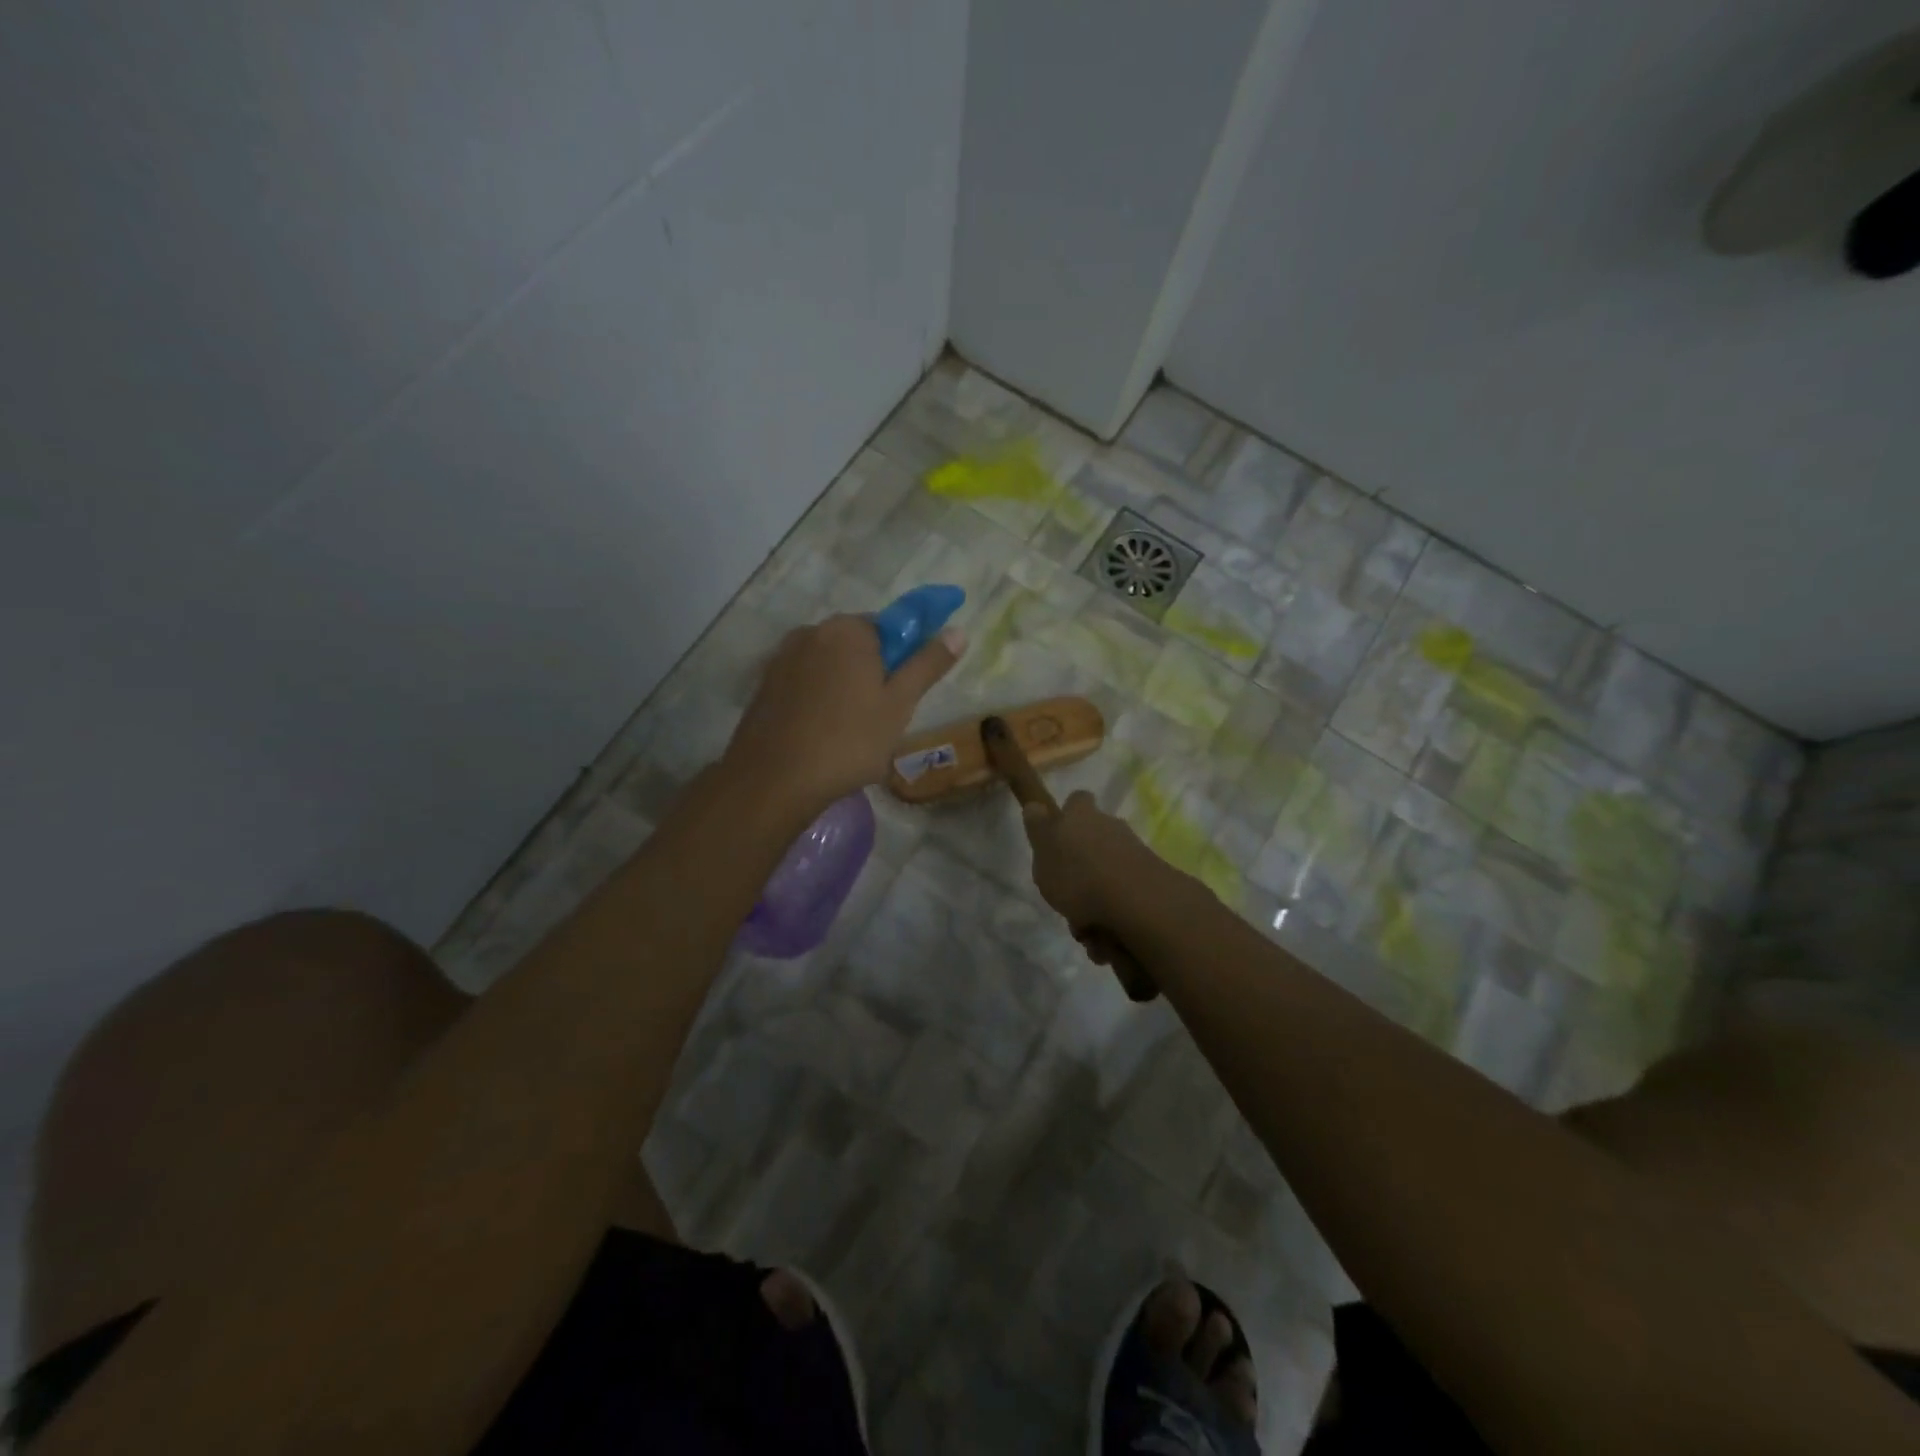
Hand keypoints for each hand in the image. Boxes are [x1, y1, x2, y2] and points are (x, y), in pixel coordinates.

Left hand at [722, 613, 963, 814]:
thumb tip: (958, 631)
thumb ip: (928, 664)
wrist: (774, 779)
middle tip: (886, 715)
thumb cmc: (848, 741)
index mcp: (849, 629)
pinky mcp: (765, 684)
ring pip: (830, 664)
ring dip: (846, 684)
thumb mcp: (899, 704)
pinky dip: (820, 697)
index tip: (908, 690)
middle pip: (858, 643)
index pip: (891, 625)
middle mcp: (813, 631)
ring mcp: (783, 657)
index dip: (906, 656)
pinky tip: (823, 730)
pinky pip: (806, 681)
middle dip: (875, 670)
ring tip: (853, 729)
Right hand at [1022, 790, 1161, 954]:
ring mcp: (1134, 853)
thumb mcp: (1044, 852)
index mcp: (1082, 816)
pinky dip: (1113, 919)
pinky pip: (1123, 900)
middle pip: (1092, 843)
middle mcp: (1111, 827)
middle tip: (1066, 899)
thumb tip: (1035, 806)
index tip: (1058, 836)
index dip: (1067, 816)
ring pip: (1106, 877)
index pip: (1076, 801)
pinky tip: (1105, 941)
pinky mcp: (1151, 881)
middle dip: (1080, 872)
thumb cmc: (1078, 875)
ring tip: (1086, 932)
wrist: (1137, 903)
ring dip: (1095, 904)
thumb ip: (1038, 829)